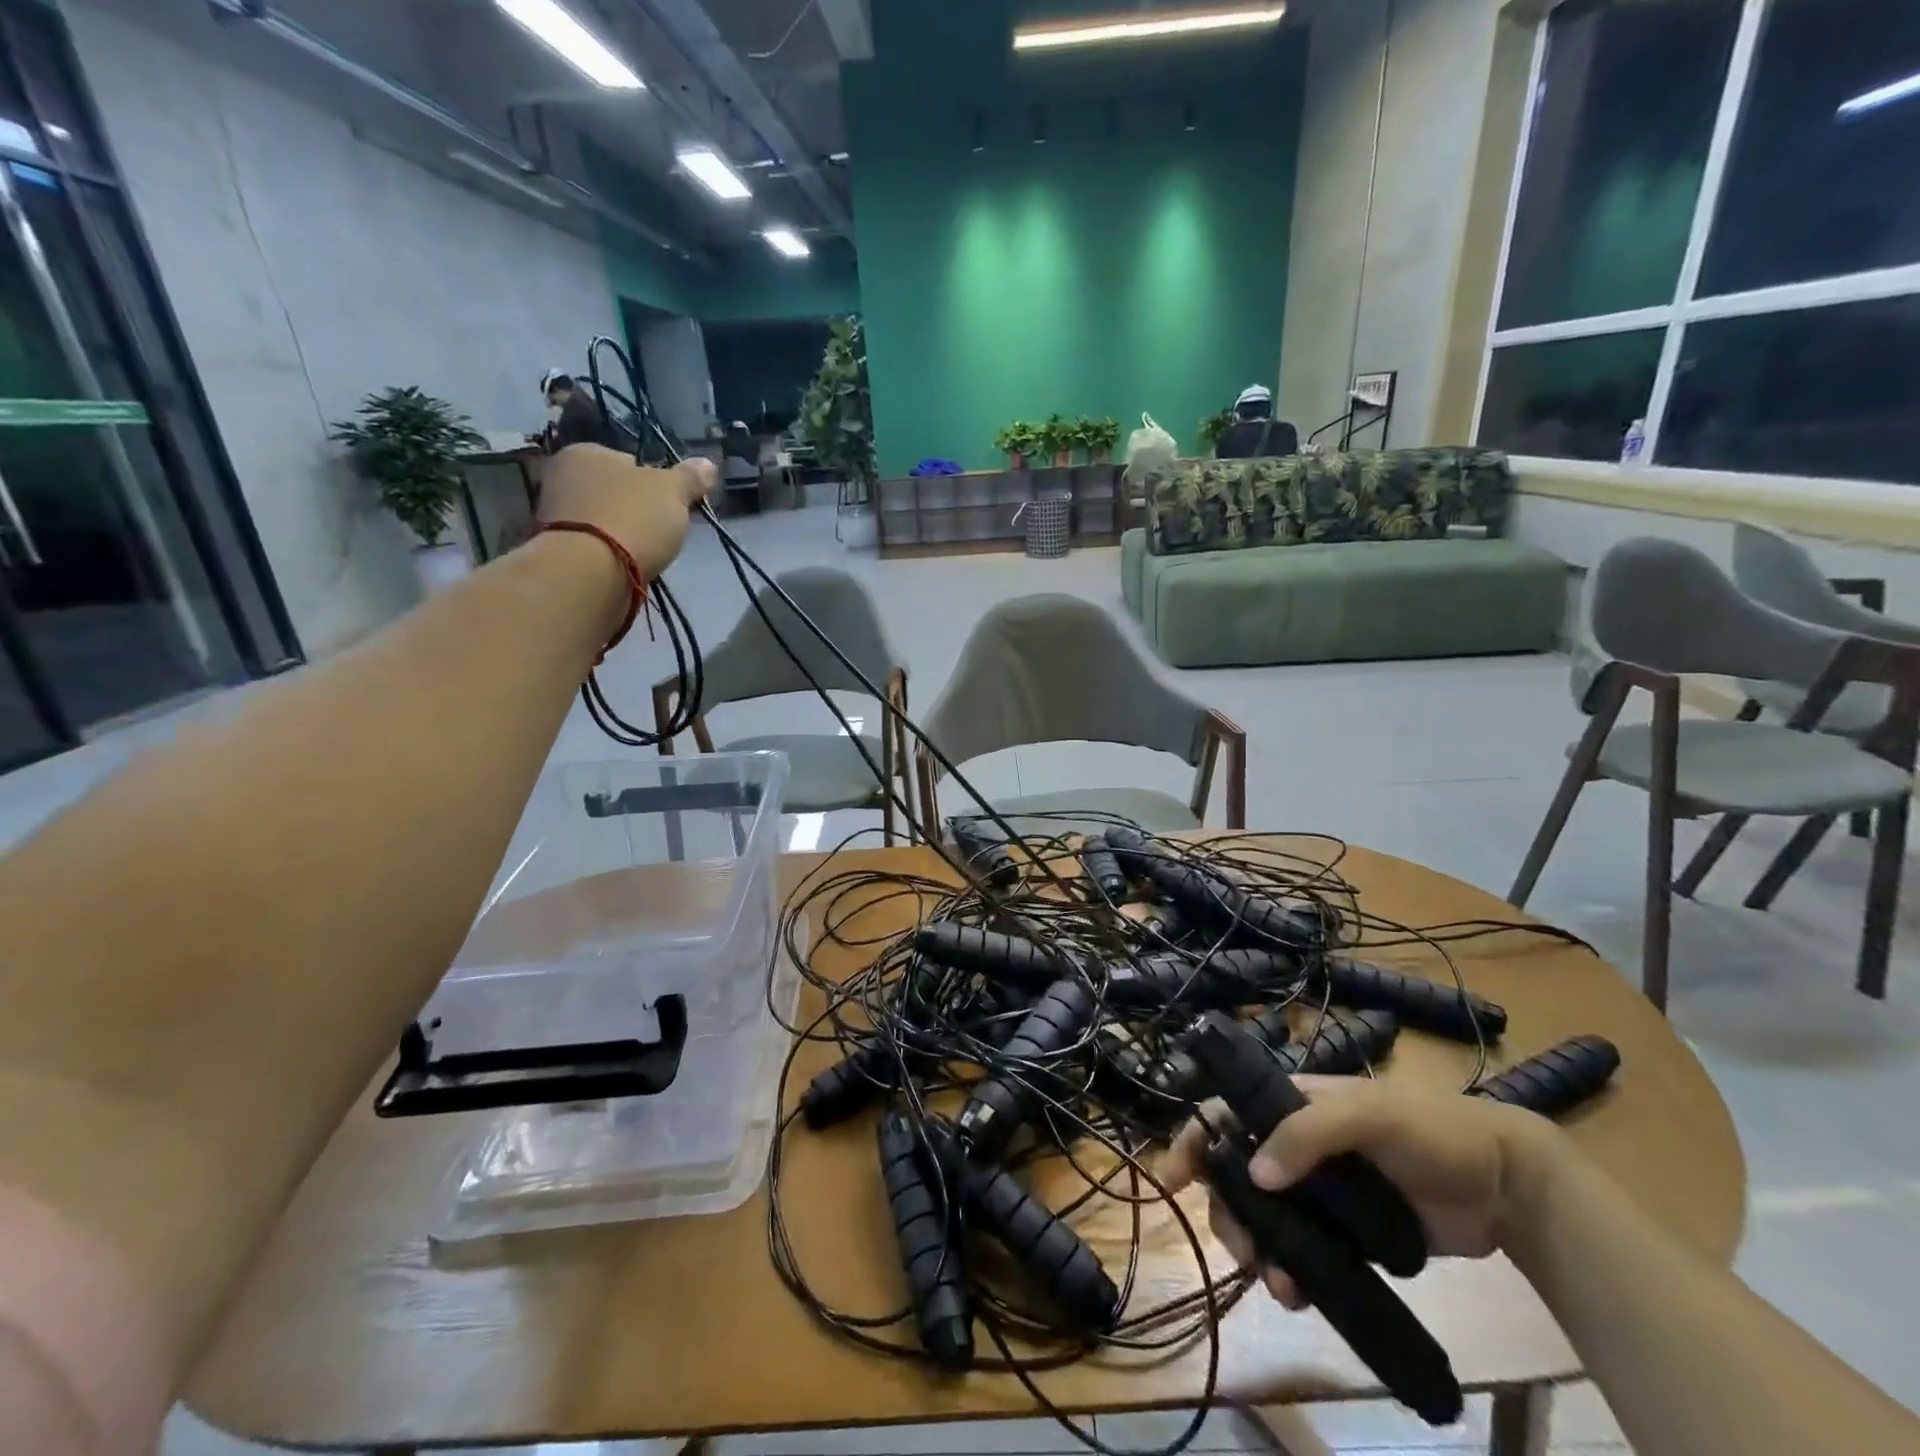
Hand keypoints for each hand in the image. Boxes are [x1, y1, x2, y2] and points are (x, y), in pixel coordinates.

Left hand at [538, 444, 715, 579]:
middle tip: (659, 530)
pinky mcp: (556, 551)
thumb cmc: (632, 519)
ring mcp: (553, 515)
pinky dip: (608, 554)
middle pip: (612, 491)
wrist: (589, 573)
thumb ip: (690, 478)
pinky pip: (592, 546)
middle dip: (634, 508)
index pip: (627, 461)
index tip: (670, 504)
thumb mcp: (673, 492)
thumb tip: (708, 464)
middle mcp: (561, 476)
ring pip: (601, 519)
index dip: (653, 482)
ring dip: (620, 533)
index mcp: (585, 451)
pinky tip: (624, 566)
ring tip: (643, 553)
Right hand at [1163, 1076, 1554, 1306]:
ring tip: (1278, 1284)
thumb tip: (1254, 1174)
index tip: (1174, 1178)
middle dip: (1228, 1211)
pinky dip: (1290, 1272)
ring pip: (1264, 1216)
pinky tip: (1298, 1294)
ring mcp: (1320, 1191)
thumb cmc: (1430, 1130)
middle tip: (1243, 1251)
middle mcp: (1296, 1143)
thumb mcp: (1367, 1115)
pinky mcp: (1346, 1233)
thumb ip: (1308, 1134)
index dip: (1195, 1137)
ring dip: (1257, 1248)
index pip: (1227, 1111)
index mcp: (1293, 1103)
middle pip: (1236, 1172)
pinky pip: (1301, 1251)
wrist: (1505, 1187)